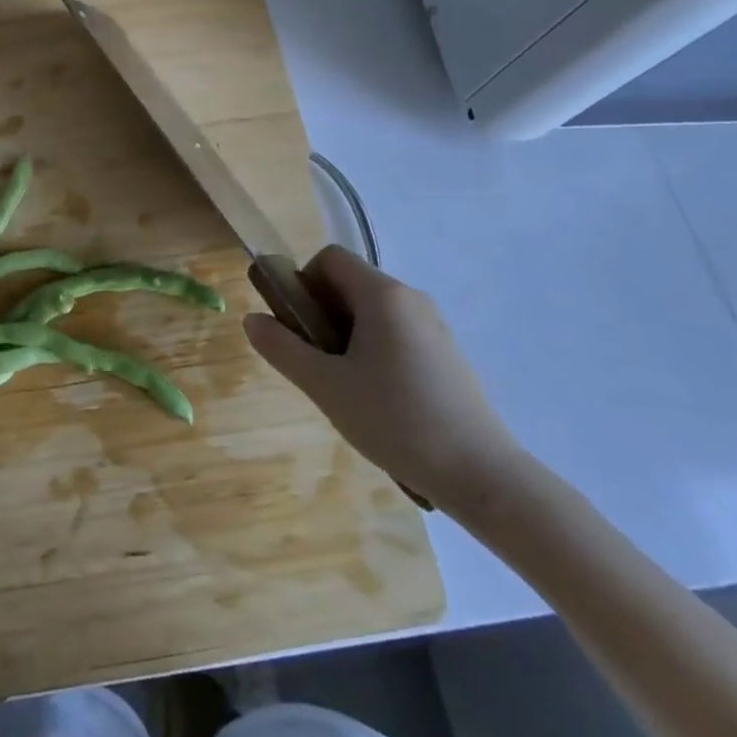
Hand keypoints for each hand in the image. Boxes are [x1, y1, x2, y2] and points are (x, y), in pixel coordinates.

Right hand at [244, 246, 522, 514]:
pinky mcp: (448, 354)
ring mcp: (435, 326)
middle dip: (322, 313)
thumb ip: (283, 349)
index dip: (302, 282)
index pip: (329, 259)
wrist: (483, 477)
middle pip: (351, 283)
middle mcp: (411, 298)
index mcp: (382, 295)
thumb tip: (252, 319)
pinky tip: (379, 399)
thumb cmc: (396, 421)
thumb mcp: (326, 387)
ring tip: (344, 386)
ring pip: (373, 311)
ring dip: (347, 334)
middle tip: (315, 361)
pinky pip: (397, 333)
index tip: (296, 327)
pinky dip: (375, 349)